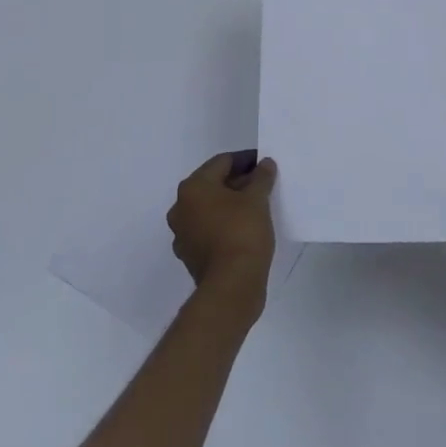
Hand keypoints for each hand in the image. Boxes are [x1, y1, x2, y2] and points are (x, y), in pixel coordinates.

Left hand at [168, 151, 277, 314]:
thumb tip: (265, 164)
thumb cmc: (243, 233)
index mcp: (193, 187)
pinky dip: (224, 225)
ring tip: (256, 207)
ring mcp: (182, 234)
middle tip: (263, 185)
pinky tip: (244, 229)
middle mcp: (181, 207)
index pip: (222, 162)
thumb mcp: (257, 200)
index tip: (264, 164)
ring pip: (209, 209)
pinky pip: (208, 230)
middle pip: (213, 185)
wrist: (231, 287)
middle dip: (238, 182)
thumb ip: (261, 177)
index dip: (246, 160)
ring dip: (230, 204)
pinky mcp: (189, 256)